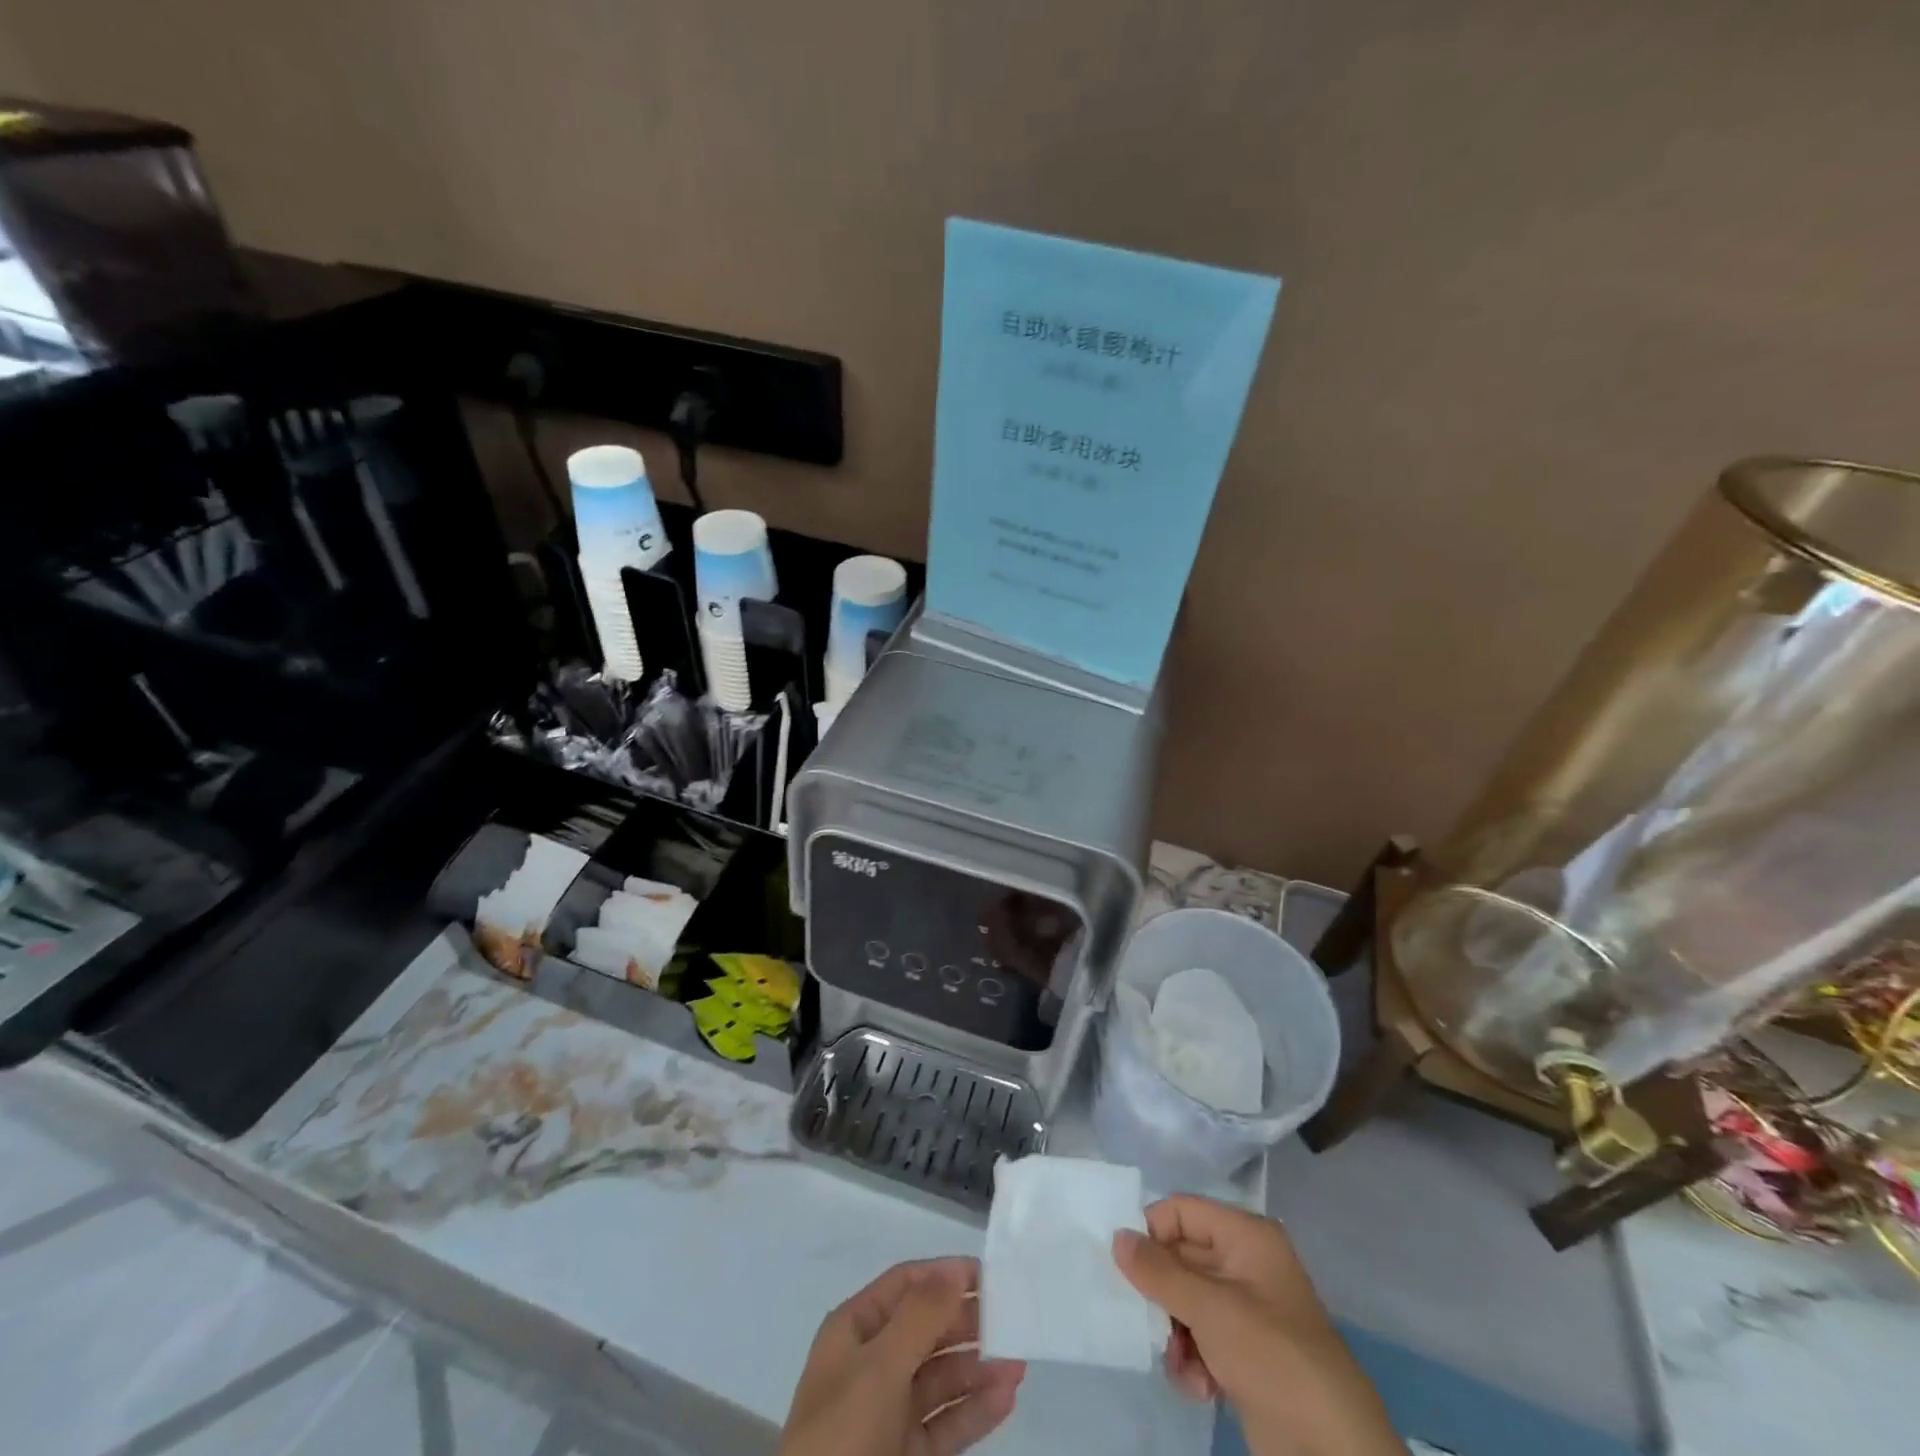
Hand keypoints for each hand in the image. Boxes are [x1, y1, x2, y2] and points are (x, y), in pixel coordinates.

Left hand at [781, 1257, 1025, 1455]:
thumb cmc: (844, 1431)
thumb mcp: (880, 1365)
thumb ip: (921, 1315)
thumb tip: (955, 1268)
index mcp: (854, 1330)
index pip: (905, 1285)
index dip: (943, 1275)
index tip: (988, 1274)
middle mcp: (871, 1364)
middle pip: (926, 1329)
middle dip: (967, 1322)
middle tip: (1010, 1319)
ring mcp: (889, 1412)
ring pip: (941, 1378)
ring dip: (978, 1369)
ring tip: (1018, 1363)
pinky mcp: (906, 1454)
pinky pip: (946, 1423)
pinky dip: (975, 1411)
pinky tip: (1006, 1399)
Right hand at [1113, 1197, 1400, 1455]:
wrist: (1333, 1452)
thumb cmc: (1272, 1356)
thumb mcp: (1211, 1309)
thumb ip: (1159, 1272)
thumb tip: (1117, 1237)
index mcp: (1246, 1236)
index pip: (1182, 1211)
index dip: (1152, 1232)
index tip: (1125, 1266)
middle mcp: (1245, 1264)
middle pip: (1181, 1257)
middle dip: (1160, 1293)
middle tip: (1143, 1319)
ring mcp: (1246, 1311)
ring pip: (1186, 1301)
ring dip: (1174, 1332)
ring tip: (1180, 1363)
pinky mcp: (1246, 1354)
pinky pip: (1201, 1337)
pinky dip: (1193, 1359)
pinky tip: (1199, 1387)